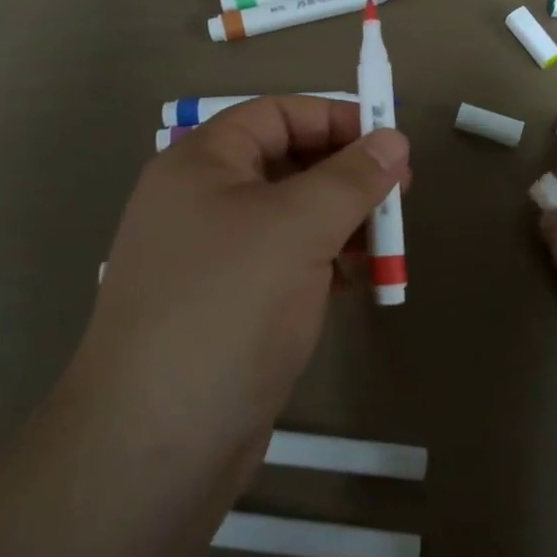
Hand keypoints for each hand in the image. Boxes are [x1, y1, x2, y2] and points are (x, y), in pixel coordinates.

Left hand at [65, 96, 409, 481]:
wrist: (157, 441)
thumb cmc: (228, 307)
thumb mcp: (298, 228)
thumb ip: (351, 178)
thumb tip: (393, 139)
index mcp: (201, 164)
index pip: (275, 115)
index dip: (334, 120)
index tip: (389, 143)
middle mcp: (200, 202)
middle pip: (285, 164)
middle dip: (345, 175)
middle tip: (400, 195)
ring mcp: (210, 257)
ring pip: (288, 218)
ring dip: (341, 222)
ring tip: (388, 243)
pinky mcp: (225, 306)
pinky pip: (283, 263)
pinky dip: (323, 263)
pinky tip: (359, 282)